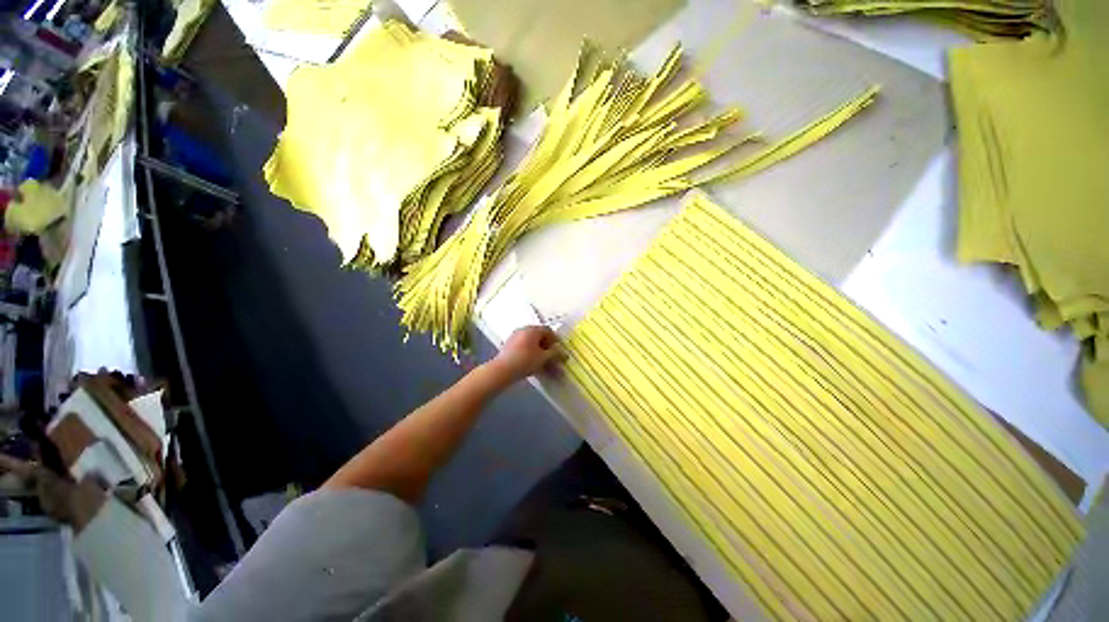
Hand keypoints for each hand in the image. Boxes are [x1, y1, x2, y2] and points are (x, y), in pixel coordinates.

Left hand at [488, 325, 564, 383]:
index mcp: (532, 329)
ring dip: (539, 352)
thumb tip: (563, 353)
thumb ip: (555, 354)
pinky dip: (530, 354)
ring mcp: (515, 337)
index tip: (559, 351)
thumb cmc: (525, 361)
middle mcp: (523, 330)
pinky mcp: (508, 346)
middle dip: (547, 347)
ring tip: (543, 364)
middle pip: (539, 336)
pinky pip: (524, 347)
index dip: (556, 340)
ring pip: (531, 343)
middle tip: (552, 358)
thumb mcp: (544, 358)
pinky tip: (532, 364)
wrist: (502, 370)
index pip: (548, 330)